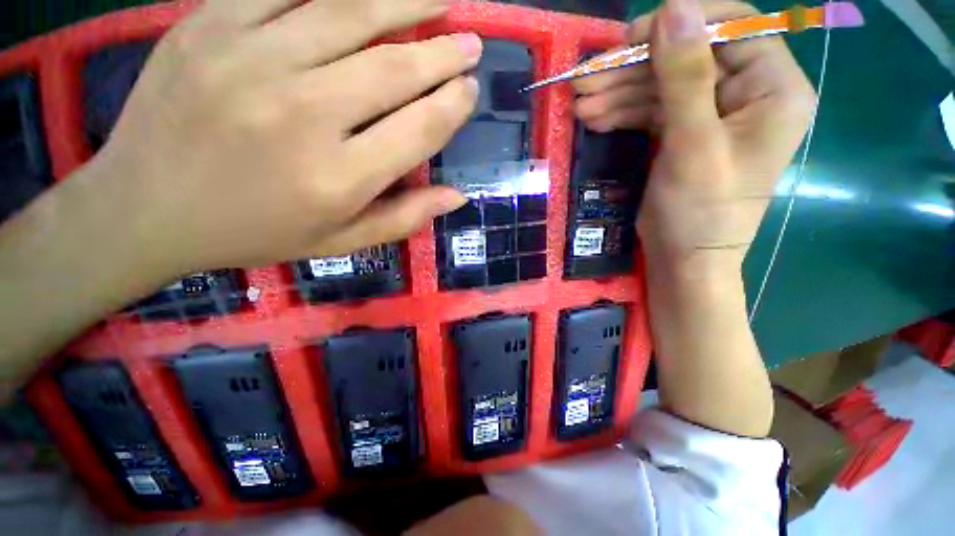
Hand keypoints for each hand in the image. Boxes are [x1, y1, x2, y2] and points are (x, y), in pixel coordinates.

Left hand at [90, 0, 479, 276]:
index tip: (470, 90)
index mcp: (338, 178)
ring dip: (406, 1)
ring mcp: (250, 60)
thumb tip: (457, 196)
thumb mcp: (340, 241)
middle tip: (470, 42)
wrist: (145, 208)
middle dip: (443, 54)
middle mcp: (303, 115)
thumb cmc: (254, 232)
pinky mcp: (209, 26)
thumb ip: (403, 218)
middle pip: (395, 69)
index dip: (453, 106)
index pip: (419, 129)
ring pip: (350, 12)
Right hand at [573, 0, 815, 267]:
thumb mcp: (693, 145)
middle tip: (585, 80)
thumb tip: (671, 9)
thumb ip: (685, 78)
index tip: (630, 39)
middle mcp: (748, 93)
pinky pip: (654, 110)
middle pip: (687, 59)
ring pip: (663, 85)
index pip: (732, 28)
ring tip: (580, 104)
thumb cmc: (700, 211)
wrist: (685, 258)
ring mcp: (713, 113)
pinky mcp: (686, 132)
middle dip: (633, 69)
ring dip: (619, 93)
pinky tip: (595, 117)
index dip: (680, 25)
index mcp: (773, 89)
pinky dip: (624, 112)